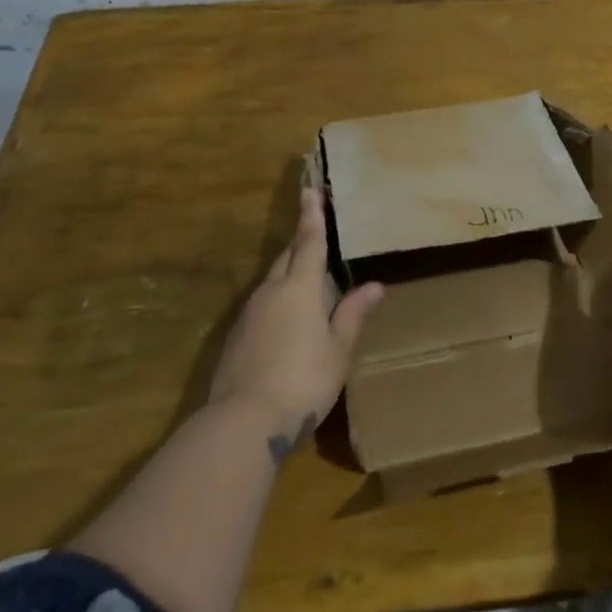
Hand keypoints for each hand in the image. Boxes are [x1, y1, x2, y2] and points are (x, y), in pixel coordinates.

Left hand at [208, 187, 383, 439]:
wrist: (244, 421)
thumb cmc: (303, 380)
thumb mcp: (338, 350)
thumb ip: (353, 314)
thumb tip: (375, 286)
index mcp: (300, 288)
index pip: (309, 242)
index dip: (312, 216)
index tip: (310, 190)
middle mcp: (271, 291)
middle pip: (287, 257)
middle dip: (301, 242)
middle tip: (314, 231)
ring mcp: (249, 313)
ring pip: (272, 280)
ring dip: (289, 272)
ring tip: (306, 276)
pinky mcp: (236, 336)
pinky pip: (262, 303)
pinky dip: (277, 299)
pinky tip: (286, 318)